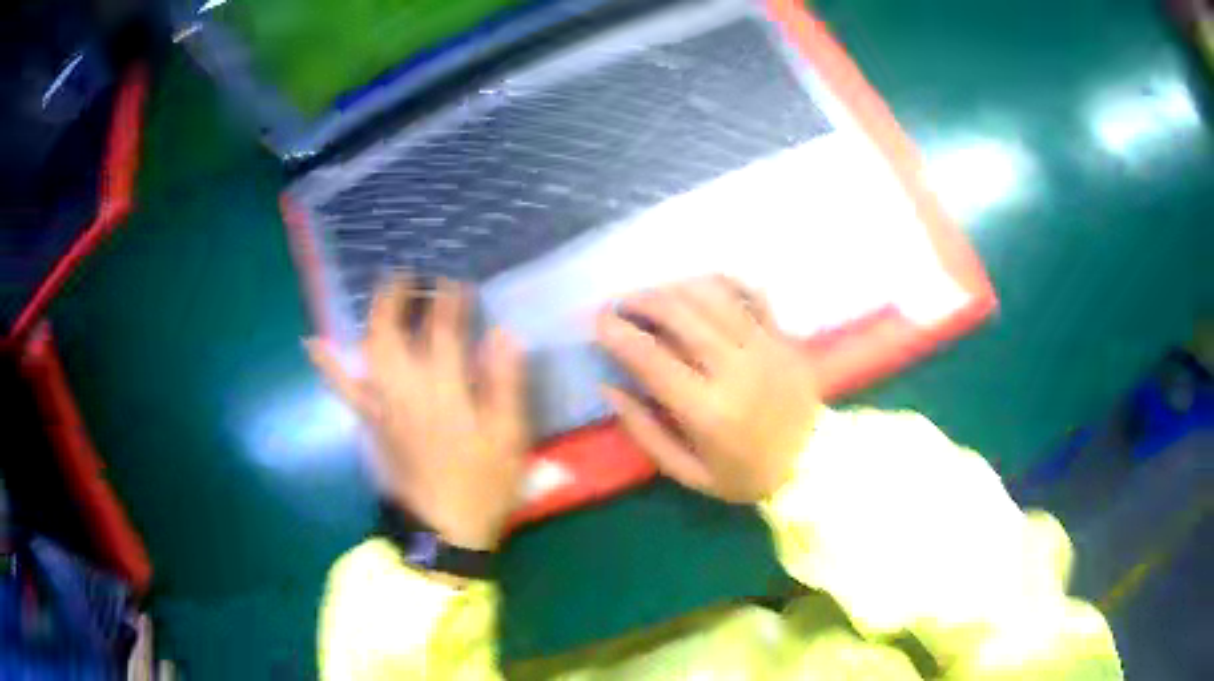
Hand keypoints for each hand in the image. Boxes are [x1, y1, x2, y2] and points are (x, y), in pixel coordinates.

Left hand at [306, 276, 527, 550]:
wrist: (443, 530)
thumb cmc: (483, 485)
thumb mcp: (509, 438)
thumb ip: (504, 383)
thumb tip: (504, 334)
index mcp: (445, 393)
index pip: (443, 332)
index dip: (449, 302)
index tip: (454, 281)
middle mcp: (407, 391)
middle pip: (393, 333)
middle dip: (398, 298)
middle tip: (408, 275)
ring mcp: (382, 406)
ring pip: (370, 352)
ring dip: (373, 317)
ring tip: (381, 293)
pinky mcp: (370, 423)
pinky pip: (343, 388)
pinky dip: (328, 363)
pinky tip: (313, 343)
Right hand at [596, 276, 819, 502]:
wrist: (813, 464)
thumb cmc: (747, 474)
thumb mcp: (688, 473)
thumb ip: (645, 431)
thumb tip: (610, 387)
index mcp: (708, 410)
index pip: (651, 357)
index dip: (617, 333)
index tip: (598, 322)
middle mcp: (735, 368)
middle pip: (680, 312)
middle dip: (642, 300)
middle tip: (623, 304)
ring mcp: (764, 346)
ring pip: (713, 294)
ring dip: (676, 287)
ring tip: (657, 296)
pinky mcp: (783, 336)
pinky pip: (750, 293)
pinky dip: (721, 283)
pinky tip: (701, 288)